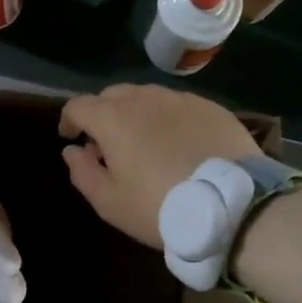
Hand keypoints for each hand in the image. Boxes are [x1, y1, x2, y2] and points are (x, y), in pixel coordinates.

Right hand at [58, 84, 259, 247]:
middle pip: (112, 95)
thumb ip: (82, 172)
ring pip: (147, 97)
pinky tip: (180, 144)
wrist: (232, 205)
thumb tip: (72, 150)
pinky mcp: (210, 107)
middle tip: (109, 145)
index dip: (69, 120)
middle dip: (103, 114)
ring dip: (137, 114)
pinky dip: (169, 119)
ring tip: (146, 143)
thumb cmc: (160, 207)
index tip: (71, 138)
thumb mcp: (110, 202)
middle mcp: (144, 98)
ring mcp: (180, 99)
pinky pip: (178, 106)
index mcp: (113, 118)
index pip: (79, 105)